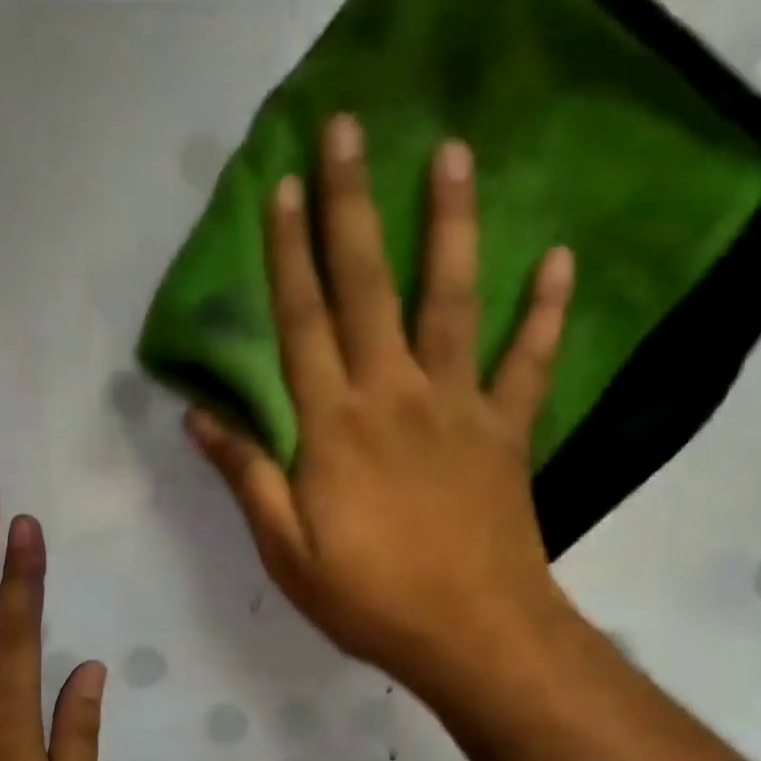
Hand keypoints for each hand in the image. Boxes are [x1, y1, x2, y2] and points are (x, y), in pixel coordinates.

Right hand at [187, 114, 577, 694]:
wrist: (471, 633)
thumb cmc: (368, 597)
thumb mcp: (286, 549)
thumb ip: (247, 475)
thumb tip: (201, 416)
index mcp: (332, 425)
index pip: (301, 323)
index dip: (287, 253)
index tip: (283, 186)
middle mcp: (393, 395)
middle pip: (367, 287)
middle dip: (353, 205)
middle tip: (349, 128)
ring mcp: (458, 406)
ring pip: (451, 300)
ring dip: (450, 224)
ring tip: (453, 154)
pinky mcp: (506, 431)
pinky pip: (529, 362)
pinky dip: (545, 313)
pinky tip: (559, 261)